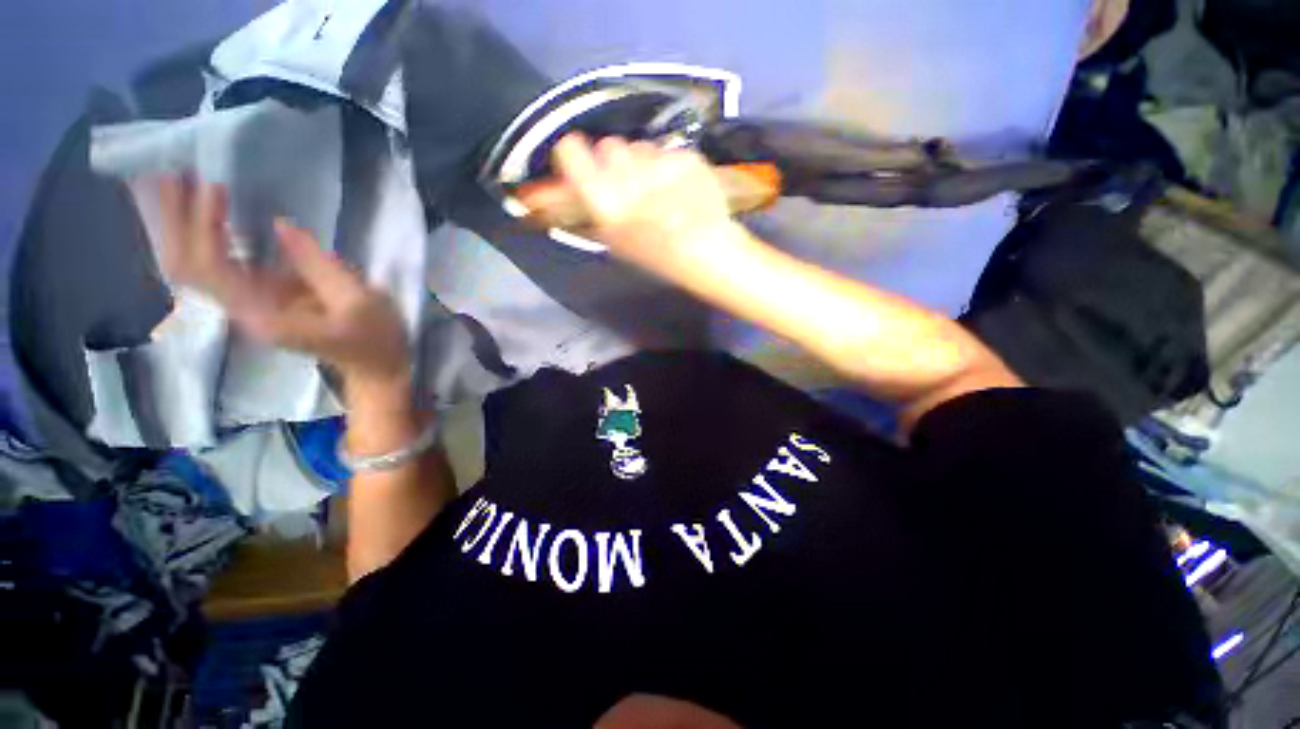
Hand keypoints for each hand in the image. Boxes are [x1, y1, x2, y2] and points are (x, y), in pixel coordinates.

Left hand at [157, 178, 410, 390]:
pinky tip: (197, 211)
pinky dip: (200, 236)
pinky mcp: (260, 296)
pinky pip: (214, 265)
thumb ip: (319, 266)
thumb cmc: (376, 338)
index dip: (206, 227)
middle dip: (174, 221)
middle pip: (187, 267)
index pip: (213, 270)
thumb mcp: (359, 302)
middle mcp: (243, 311)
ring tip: (171, 183)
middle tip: (168, 172)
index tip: (214, 187)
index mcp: (265, 316)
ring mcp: (248, 304)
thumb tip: (280, 224)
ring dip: (178, 225)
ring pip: (193, 266)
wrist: (376, 366)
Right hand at [551, 134, 752, 283]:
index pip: (570, 151)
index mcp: (604, 200)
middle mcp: (626, 175)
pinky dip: (671, 166)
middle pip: (608, 145)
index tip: (583, 159)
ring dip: (645, 162)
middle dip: (615, 161)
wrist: (707, 252)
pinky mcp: (684, 155)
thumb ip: (595, 206)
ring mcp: (658, 163)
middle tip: (630, 183)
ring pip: (640, 146)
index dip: (574, 152)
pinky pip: (668, 151)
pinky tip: (682, 189)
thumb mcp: (616, 241)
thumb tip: (574, 182)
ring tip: (661, 190)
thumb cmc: (656, 256)